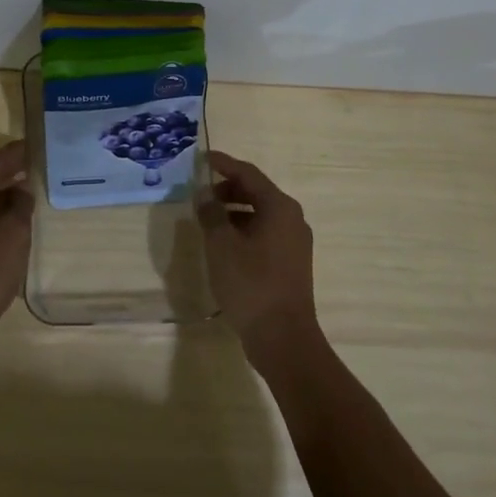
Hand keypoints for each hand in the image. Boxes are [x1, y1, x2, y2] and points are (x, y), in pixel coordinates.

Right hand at [196, 151, 318, 359]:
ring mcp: (294, 242)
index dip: (224, 164)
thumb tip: (205, 193)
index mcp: (280, 207)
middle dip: (228, 188)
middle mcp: (292, 219)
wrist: (283, 338)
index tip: (202, 159)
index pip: (249, 174)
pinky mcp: (290, 263)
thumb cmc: (251, 284)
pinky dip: (243, 228)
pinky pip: (264, 233)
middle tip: (201, 191)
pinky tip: (223, 242)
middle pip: (257, 192)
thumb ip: (211, 213)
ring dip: (234, 210)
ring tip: (207, 217)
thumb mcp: (222, 245)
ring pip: (260, 214)